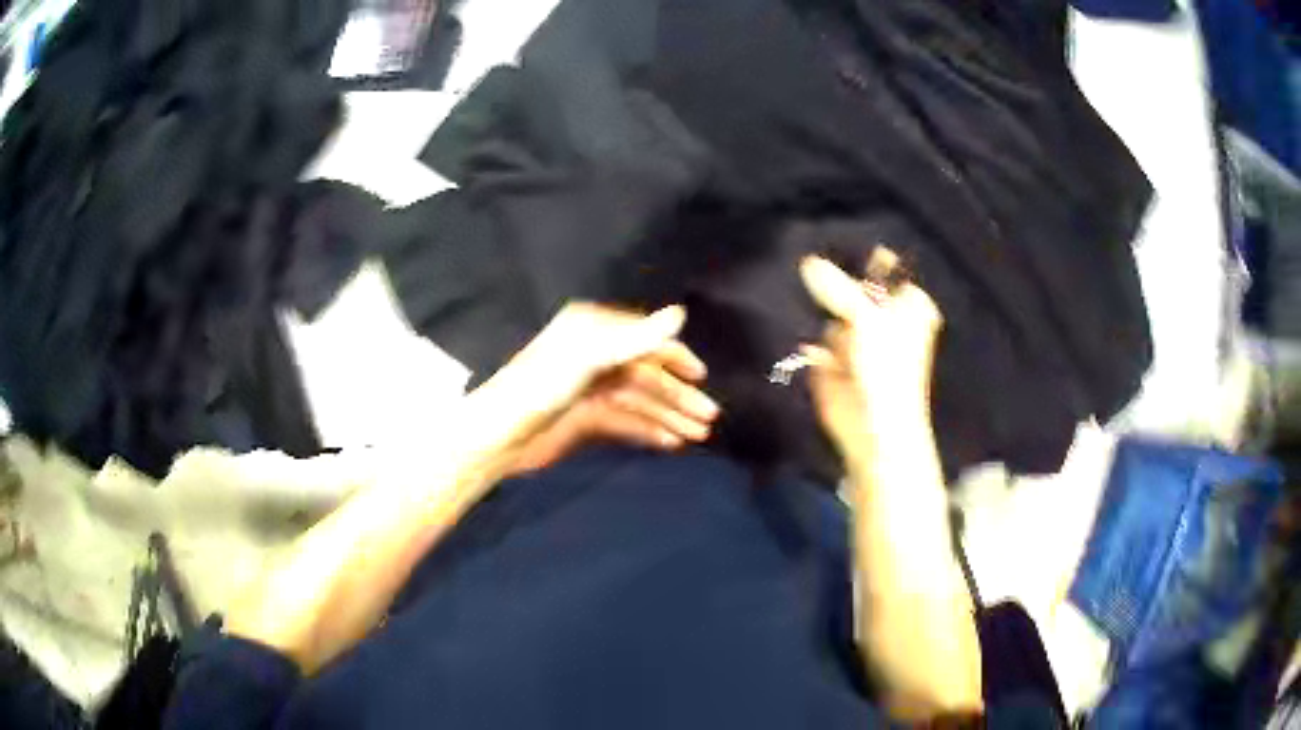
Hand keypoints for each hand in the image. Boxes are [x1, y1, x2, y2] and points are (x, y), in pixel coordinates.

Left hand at [475, 303, 718, 465]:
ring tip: (698, 435)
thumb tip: (681, 313)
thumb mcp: (588, 358)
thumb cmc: (541, 388)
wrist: (500, 436)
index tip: (701, 377)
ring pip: (639, 400)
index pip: (644, 339)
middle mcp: (594, 355)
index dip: (675, 357)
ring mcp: (590, 389)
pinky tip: (670, 442)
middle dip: (678, 395)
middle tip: (709, 417)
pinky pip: (625, 421)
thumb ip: (636, 338)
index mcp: (593, 331)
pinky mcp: (584, 418)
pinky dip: (648, 430)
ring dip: (668, 415)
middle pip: (646, 373)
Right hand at [798, 254, 942, 451]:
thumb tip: (807, 262)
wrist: (873, 427)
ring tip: (837, 343)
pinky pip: (817, 339)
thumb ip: (838, 289)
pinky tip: (824, 357)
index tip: (838, 244)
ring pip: (832, 312)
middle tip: (818, 274)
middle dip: (836, 287)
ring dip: (827, 322)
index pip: (884, 270)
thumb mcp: (867, 320)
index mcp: (907, 305)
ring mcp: (856, 339)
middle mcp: (883, 318)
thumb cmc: (887, 369)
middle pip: (853, 288)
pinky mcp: (832, 360)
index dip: (864, 259)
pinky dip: (816, 347)